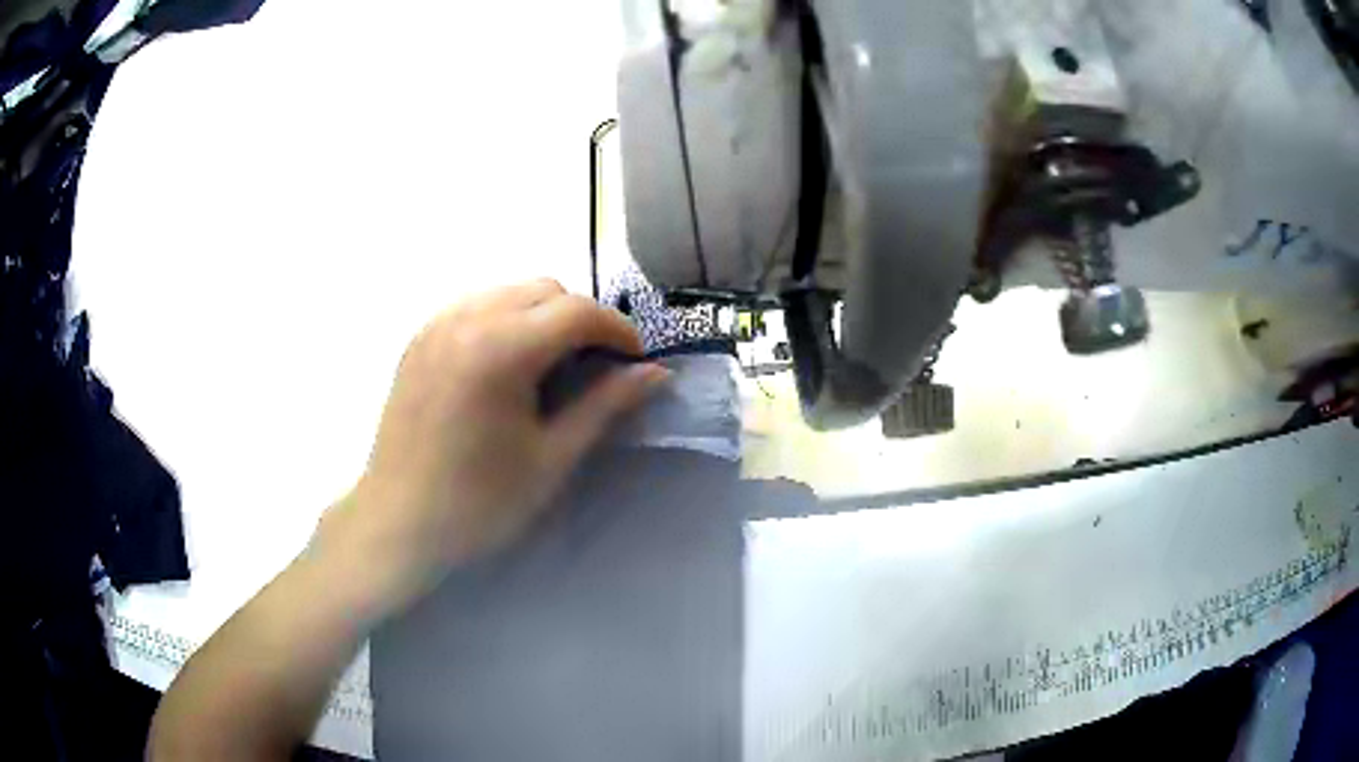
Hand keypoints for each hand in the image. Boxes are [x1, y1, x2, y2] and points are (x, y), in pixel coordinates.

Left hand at [315, 279, 668, 608]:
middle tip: (593, 368)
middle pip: (545, 288)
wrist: (398, 522)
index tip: (635, 363)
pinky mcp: (419, 338)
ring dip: (543, 315)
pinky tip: (505, 366)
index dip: (617, 331)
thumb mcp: (551, 458)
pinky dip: (505, 320)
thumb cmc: (479, 502)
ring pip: (509, 291)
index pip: (577, 311)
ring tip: (550, 367)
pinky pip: (476, 305)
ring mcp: (437, 324)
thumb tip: (655, 375)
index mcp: (501, 349)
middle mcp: (467, 319)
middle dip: (581, 319)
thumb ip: (605, 405)